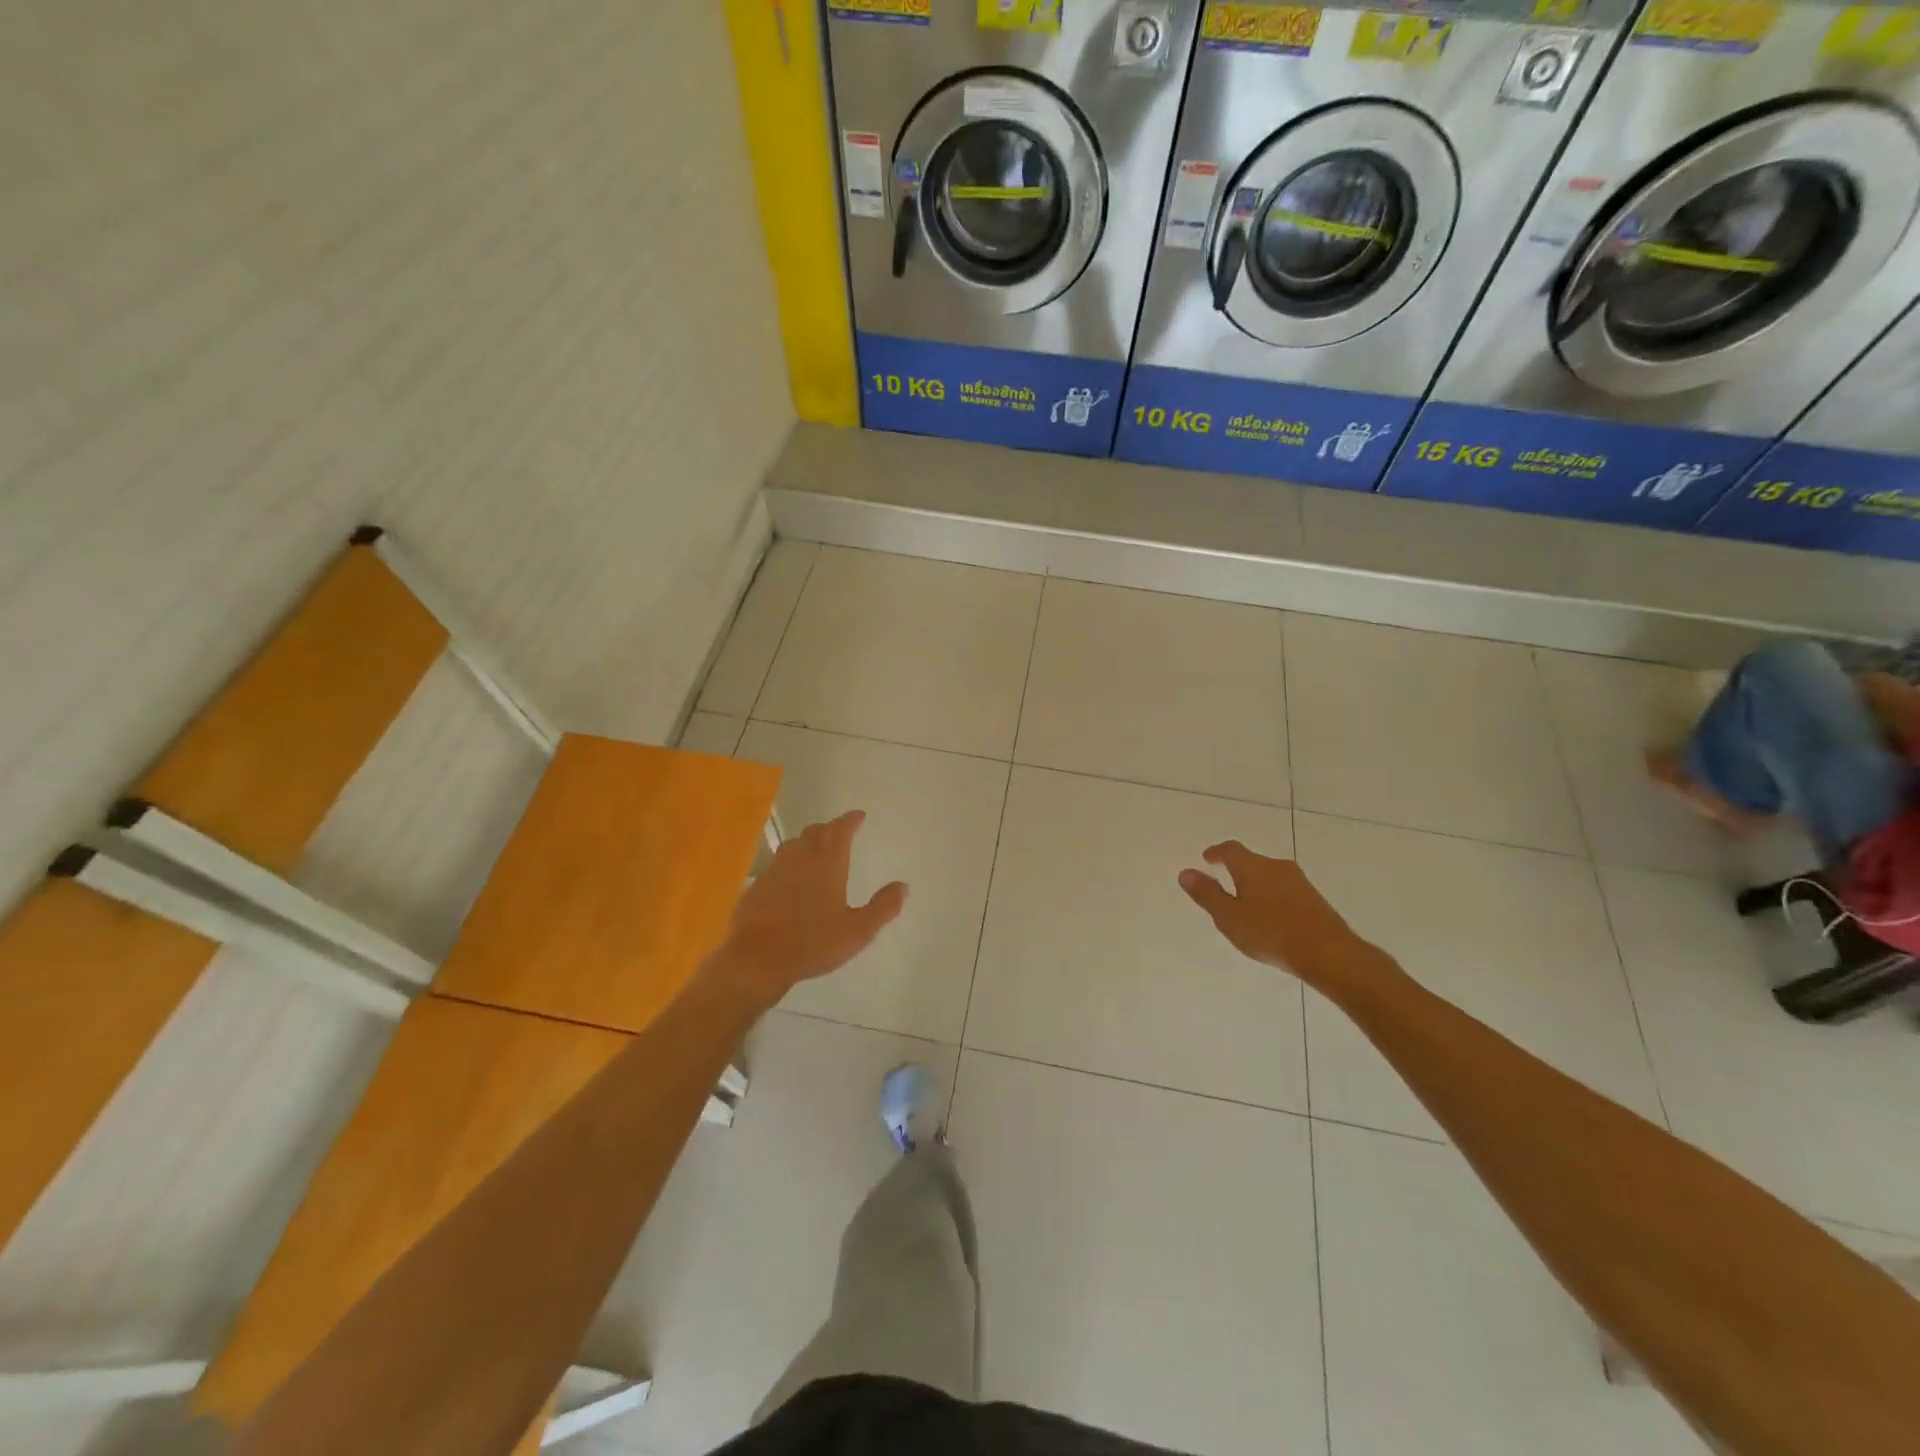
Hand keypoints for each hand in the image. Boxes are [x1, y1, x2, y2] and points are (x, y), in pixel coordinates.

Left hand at [716, 810, 906, 1001]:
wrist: (757, 959)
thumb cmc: (812, 943)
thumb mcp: (858, 931)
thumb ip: (882, 907)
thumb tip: (903, 886)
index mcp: (827, 864)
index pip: (840, 831)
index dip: (850, 820)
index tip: (858, 815)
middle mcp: (800, 860)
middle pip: (814, 832)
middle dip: (829, 828)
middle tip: (839, 831)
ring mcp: (774, 872)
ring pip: (792, 846)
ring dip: (806, 842)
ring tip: (814, 850)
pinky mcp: (756, 888)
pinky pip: (775, 866)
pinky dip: (788, 865)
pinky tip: (788, 880)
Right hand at [1178, 841, 1376, 992]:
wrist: (1329, 953)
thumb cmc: (1270, 933)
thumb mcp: (1229, 917)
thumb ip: (1207, 894)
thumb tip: (1185, 872)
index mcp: (1252, 867)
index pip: (1230, 850)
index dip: (1217, 852)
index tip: (1207, 858)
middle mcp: (1276, 866)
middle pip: (1252, 861)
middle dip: (1237, 870)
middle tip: (1224, 882)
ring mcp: (1299, 882)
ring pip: (1270, 876)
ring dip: (1256, 884)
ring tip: (1247, 903)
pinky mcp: (1315, 899)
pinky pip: (1285, 890)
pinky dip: (1273, 897)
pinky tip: (1272, 917)